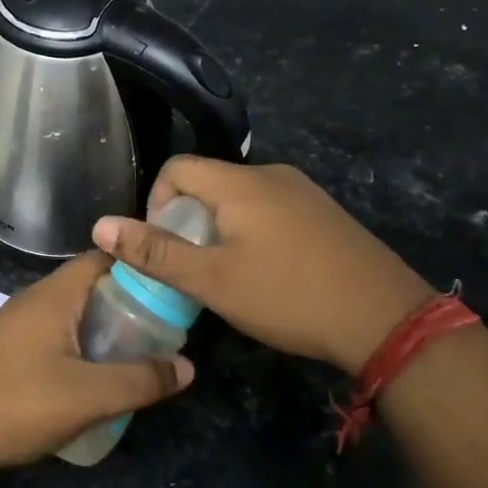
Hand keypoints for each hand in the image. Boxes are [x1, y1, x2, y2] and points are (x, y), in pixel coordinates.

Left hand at [0, 252, 193, 474]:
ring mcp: (11, 325)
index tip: (170, 286)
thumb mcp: (89, 396)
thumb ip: (140, 380)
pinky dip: (75, 345)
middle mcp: (30, 300)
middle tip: (160, 330)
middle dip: (125, 303)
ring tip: (132, 356)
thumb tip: (187, 366)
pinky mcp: (0, 350)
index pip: (102, 258)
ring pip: (67, 313)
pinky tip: (87, 377)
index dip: (138, 266)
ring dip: (99, 328)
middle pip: (87, 286)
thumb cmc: (16, 404)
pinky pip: (49, 334)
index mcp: (52, 296)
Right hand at [91, 158, 434, 374]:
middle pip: (208, 182)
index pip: (177, 168)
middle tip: (193, 267)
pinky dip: (252, 233)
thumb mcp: (212, 280)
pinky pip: (270, 210)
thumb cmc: (288, 296)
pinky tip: (267, 273)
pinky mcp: (324, 214)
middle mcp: (272, 175)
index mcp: (240, 182)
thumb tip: (100, 226)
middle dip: (187, 220)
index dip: (156, 203)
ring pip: (240, 199)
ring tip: (227, 274)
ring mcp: (304, 192)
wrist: (387, 319)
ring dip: (219, 229)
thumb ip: (154, 252)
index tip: (164, 246)